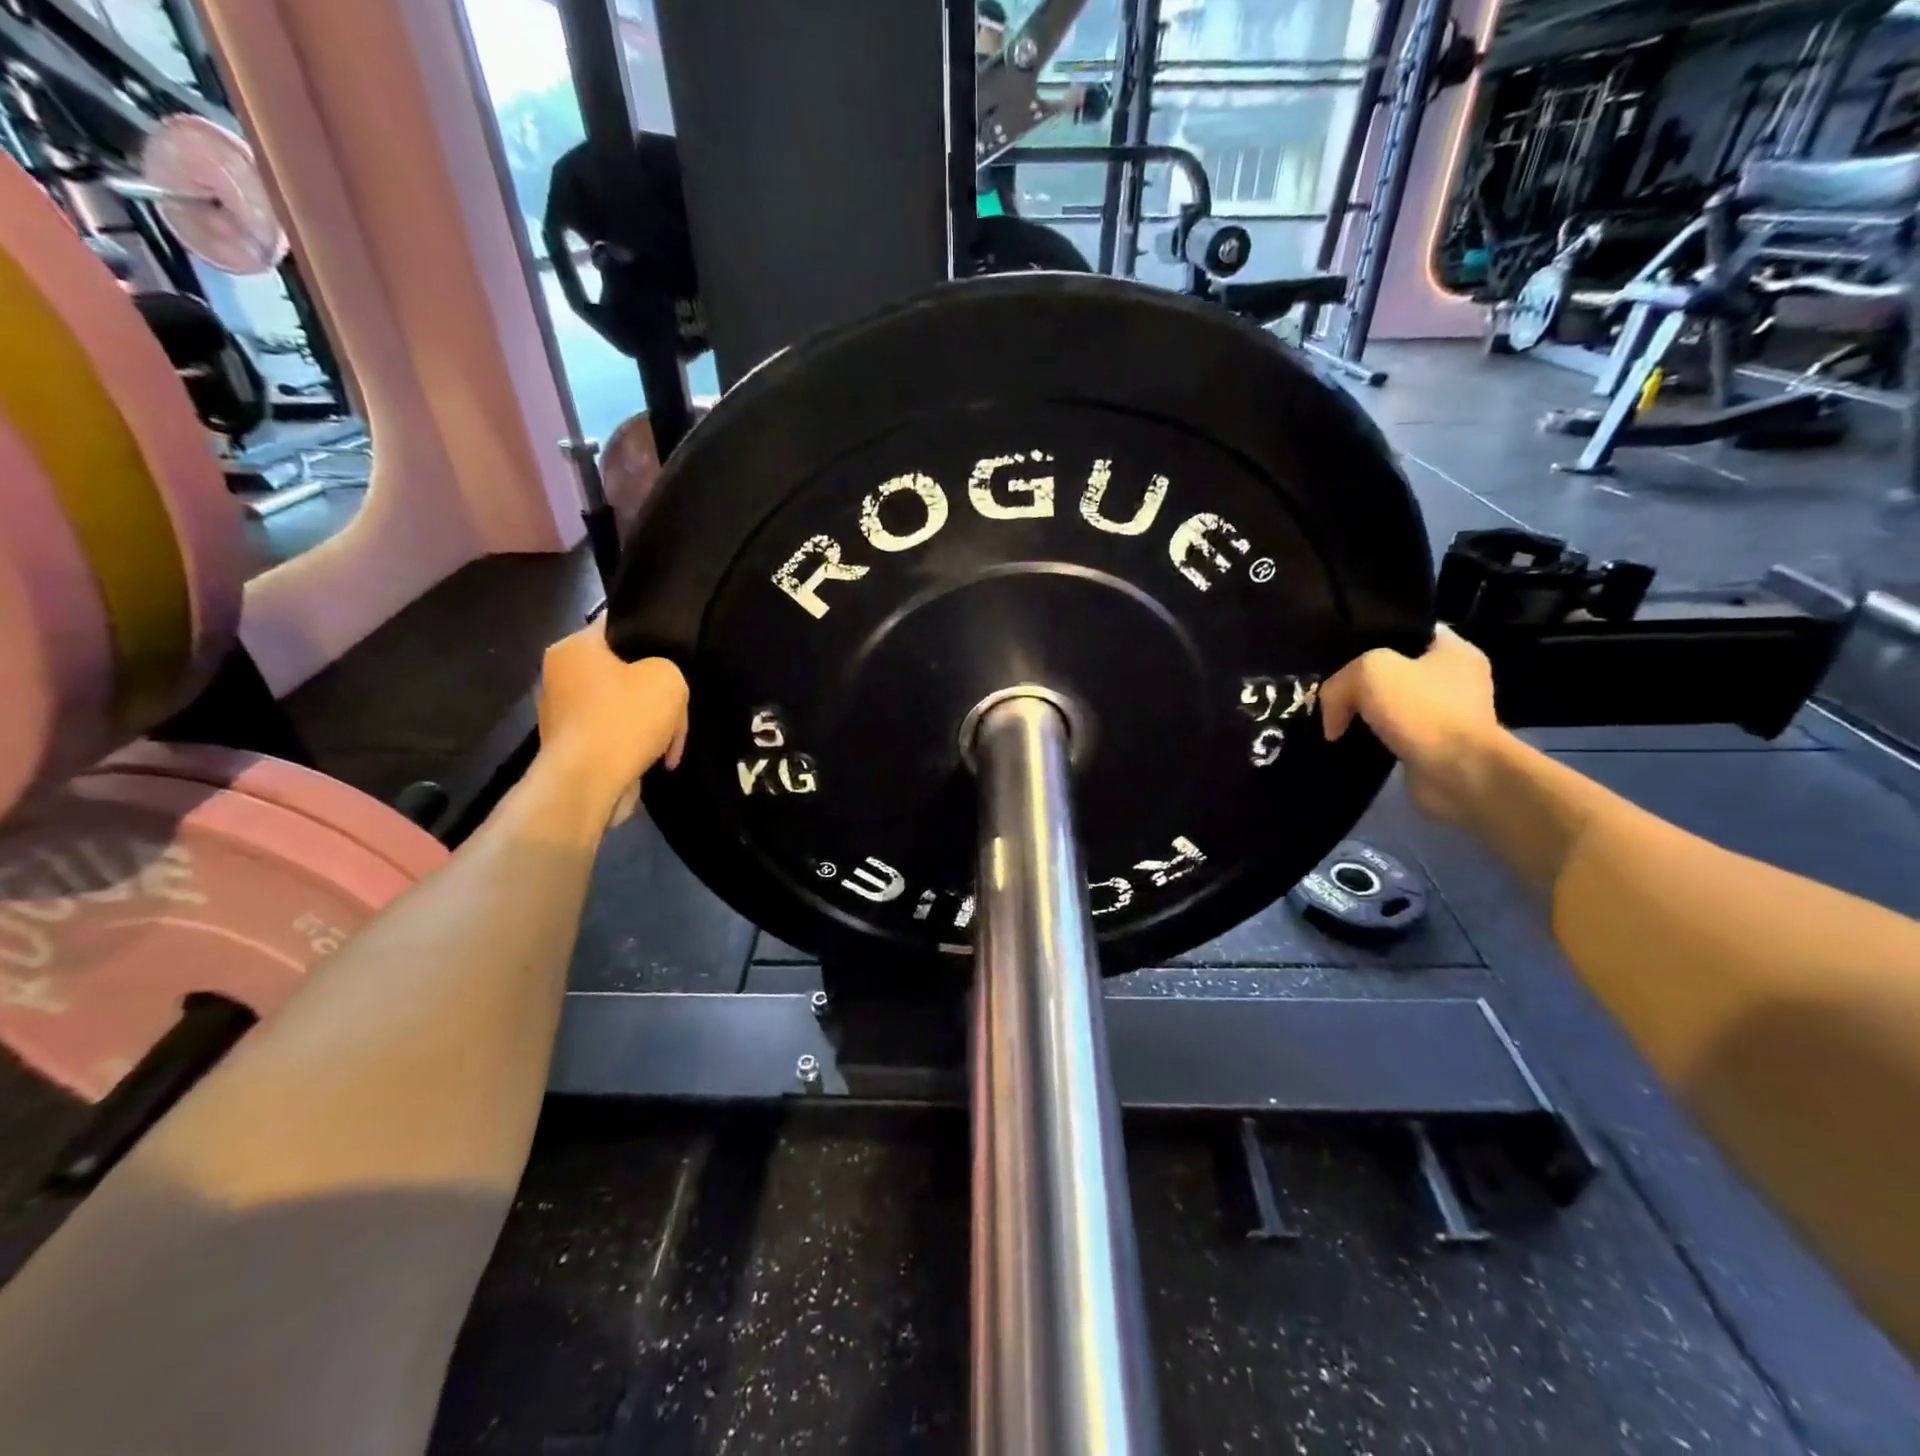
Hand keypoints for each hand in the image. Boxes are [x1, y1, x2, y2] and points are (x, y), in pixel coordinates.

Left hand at [536, 620, 687, 812]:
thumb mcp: (668, 679)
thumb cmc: (623, 719)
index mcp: (573, 648)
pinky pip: (614, 734)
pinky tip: (658, 759)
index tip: (677, 650)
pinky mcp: (573, 746)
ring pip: (622, 706)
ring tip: (672, 742)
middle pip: (623, 670)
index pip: (618, 625)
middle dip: (654, 690)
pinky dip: (636, 743)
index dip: (652, 633)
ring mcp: (563, 713)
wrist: (588, 784)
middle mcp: (560, 676)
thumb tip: (657, 680)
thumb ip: (669, 667)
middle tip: (679, 705)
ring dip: (649, 722)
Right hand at [1320, 626, 1504, 823]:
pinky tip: (1346, 741)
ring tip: (1330, 717)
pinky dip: (1370, 738)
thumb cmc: (1422, 710)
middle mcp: (1455, 679)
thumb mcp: (1369, 672)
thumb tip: (1332, 714)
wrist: (1458, 774)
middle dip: (1360, 680)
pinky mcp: (1433, 746)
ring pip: (1390, 703)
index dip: (1371, 635)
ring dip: (1362, 712)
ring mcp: (1446, 715)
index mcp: (1453, 650)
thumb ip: (1340, 680)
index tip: (1339, 650)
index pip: (1406, 630)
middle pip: (1394, 669)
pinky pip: (1391, 733)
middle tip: (1328, 688)